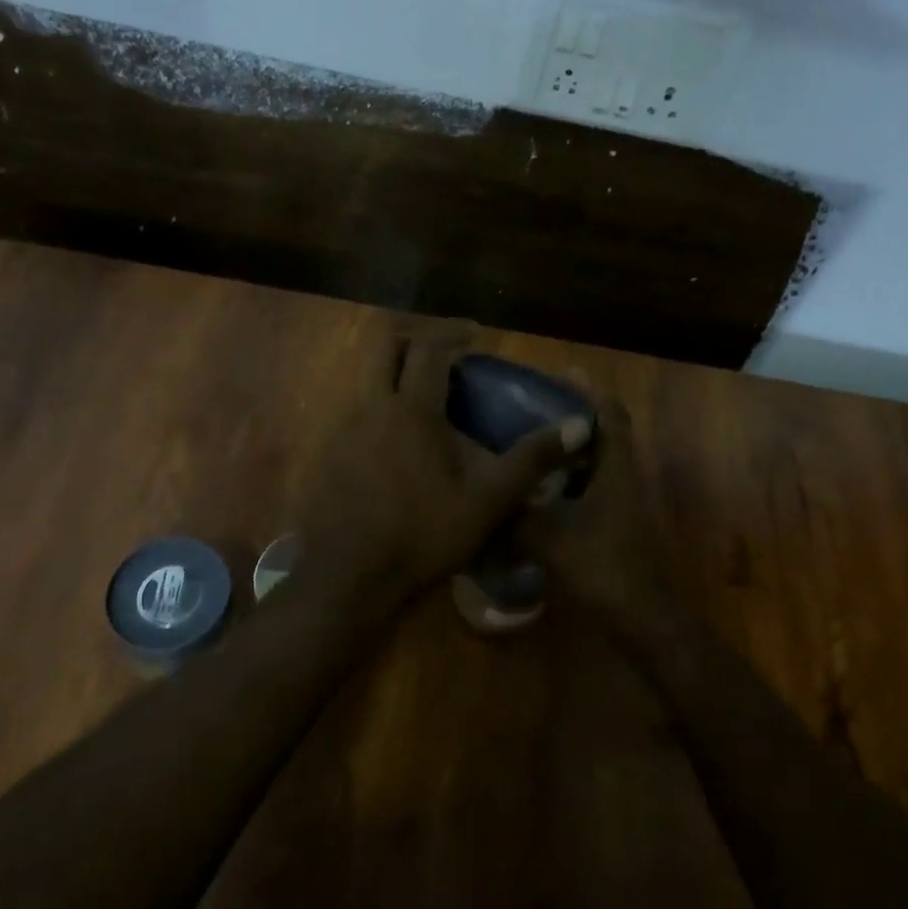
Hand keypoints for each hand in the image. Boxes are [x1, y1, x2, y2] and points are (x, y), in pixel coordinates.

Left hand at [297, 326, 592, 602]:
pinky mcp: (327, 452)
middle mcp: (371, 406)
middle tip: (442, 355)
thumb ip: (532, 459)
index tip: (475, 333)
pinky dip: (377, 403)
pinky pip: (353, 407)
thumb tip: (580, 424)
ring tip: (422, 396)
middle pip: (382, 345)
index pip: (429, 347)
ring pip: (364, 375)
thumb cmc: (423, 535)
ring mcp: (342, 428)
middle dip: (412, 338)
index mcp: (412, 409)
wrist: (348, 577)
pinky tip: (395, 440)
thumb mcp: (488, 500)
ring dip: (392, 371)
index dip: (452, 331)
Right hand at [516, 393, 684, 638]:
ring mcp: (622, 502)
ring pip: (595, 461)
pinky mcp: (614, 524)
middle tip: (531, 407)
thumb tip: (478, 501)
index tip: (558, 375)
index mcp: (616, 469)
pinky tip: (535, 489)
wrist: (642, 619)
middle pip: (602, 432)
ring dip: (568, 447)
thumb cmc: (603, 569)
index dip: (588, 391)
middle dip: (571, 415)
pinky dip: (566, 479)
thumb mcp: (549, 540)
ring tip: (528, 440)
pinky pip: (588, 487)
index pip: (610, 414)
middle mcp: (623, 477)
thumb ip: (513, 519)